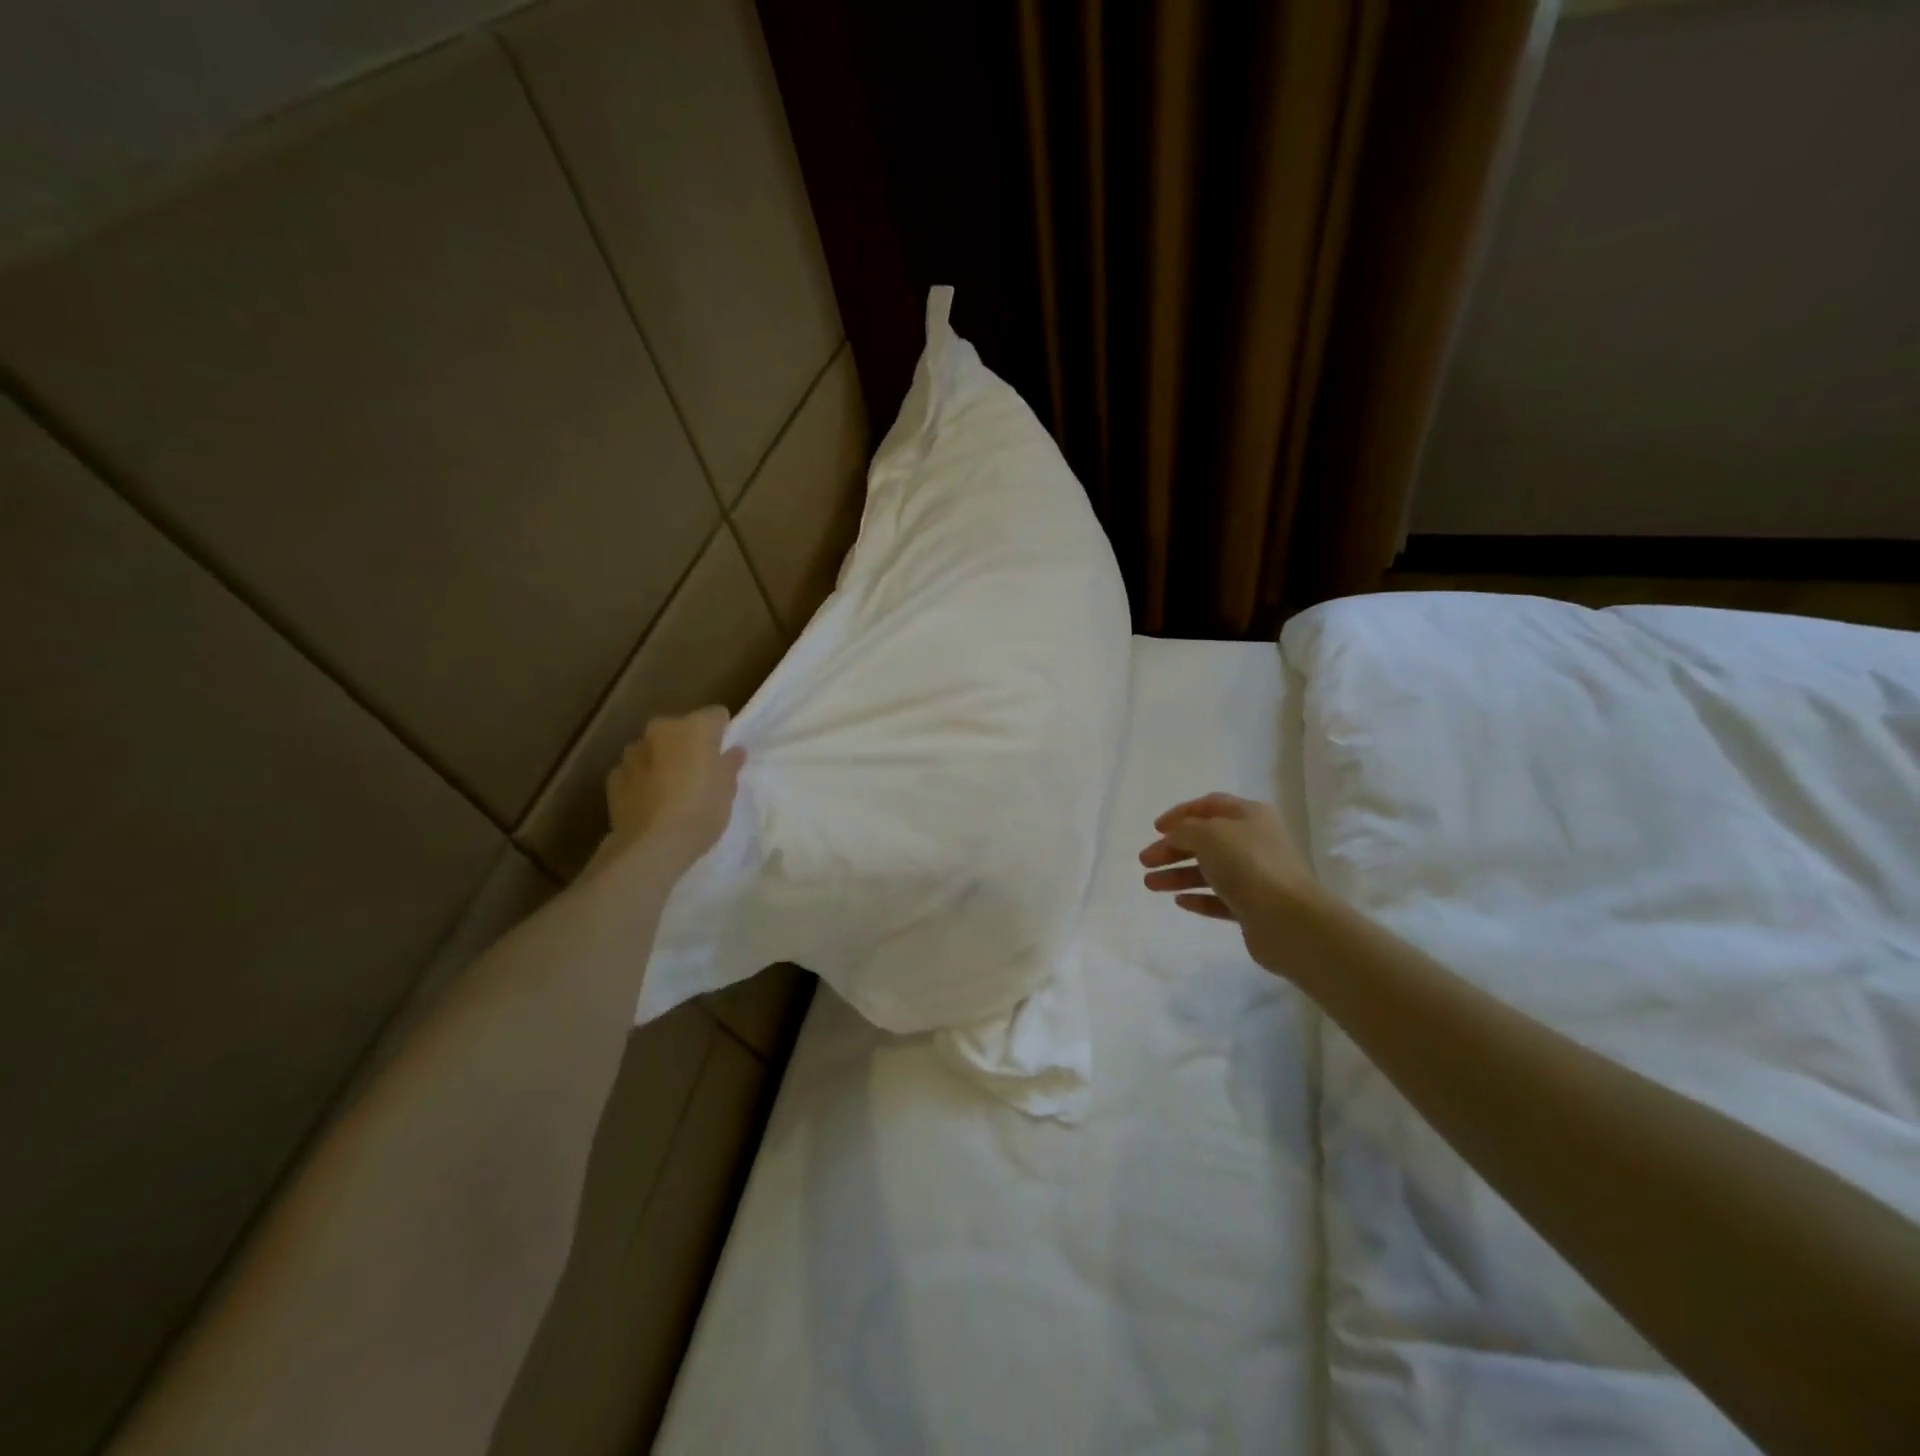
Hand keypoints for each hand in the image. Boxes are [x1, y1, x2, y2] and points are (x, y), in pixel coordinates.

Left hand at [603, 707, 745, 874]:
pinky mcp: (614, 777)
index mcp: (694, 727)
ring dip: (663, 760)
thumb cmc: (702, 811)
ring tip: (672, 789)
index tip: (725, 754)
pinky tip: (651, 802)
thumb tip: (734, 751)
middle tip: (699, 772)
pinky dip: (643, 779)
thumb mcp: (728, 790)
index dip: (722, 733)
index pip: (716, 716)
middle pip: (680, 729)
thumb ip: (730, 764)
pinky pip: (635, 770)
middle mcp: (661, 730)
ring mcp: (633, 752)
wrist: (653, 845)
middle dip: (688, 744)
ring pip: (654, 748)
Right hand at [1139, 793, 1322, 972]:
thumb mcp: (1208, 835)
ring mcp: (1256, 876)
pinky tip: (1179, 901)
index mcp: (1249, 815)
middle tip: (1145, 861)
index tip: (1155, 828)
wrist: (1289, 920)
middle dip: (1173, 848)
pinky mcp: (1254, 907)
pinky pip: (1220, 899)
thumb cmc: (1248, 865)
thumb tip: (1176, 837)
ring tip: (1150, 885)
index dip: (1180, 813)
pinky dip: (1199, 898)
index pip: (1210, 805)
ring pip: (1209, 871)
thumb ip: (1185, 831)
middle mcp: (1254, 841)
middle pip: (1206, 840)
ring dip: (1178, 875)